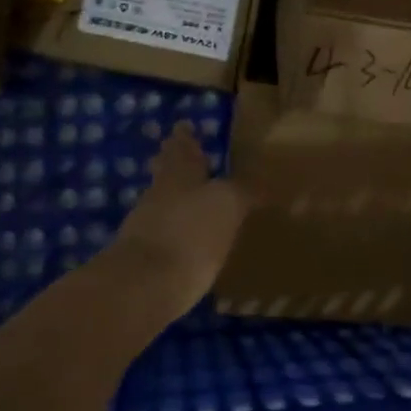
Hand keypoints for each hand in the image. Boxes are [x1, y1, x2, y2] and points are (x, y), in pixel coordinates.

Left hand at [113, 122, 251, 319]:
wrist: (144, 284)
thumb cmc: (190, 232)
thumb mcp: (229, 204)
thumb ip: (246, 191)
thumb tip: (267, 181)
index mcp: (180, 174)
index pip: (184, 149)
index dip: (186, 139)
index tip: (183, 126)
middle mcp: (159, 194)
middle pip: (166, 171)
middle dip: (172, 161)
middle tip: (174, 151)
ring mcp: (146, 226)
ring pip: (161, 200)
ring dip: (172, 196)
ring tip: (187, 195)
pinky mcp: (144, 258)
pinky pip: (162, 232)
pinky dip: (173, 229)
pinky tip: (184, 237)